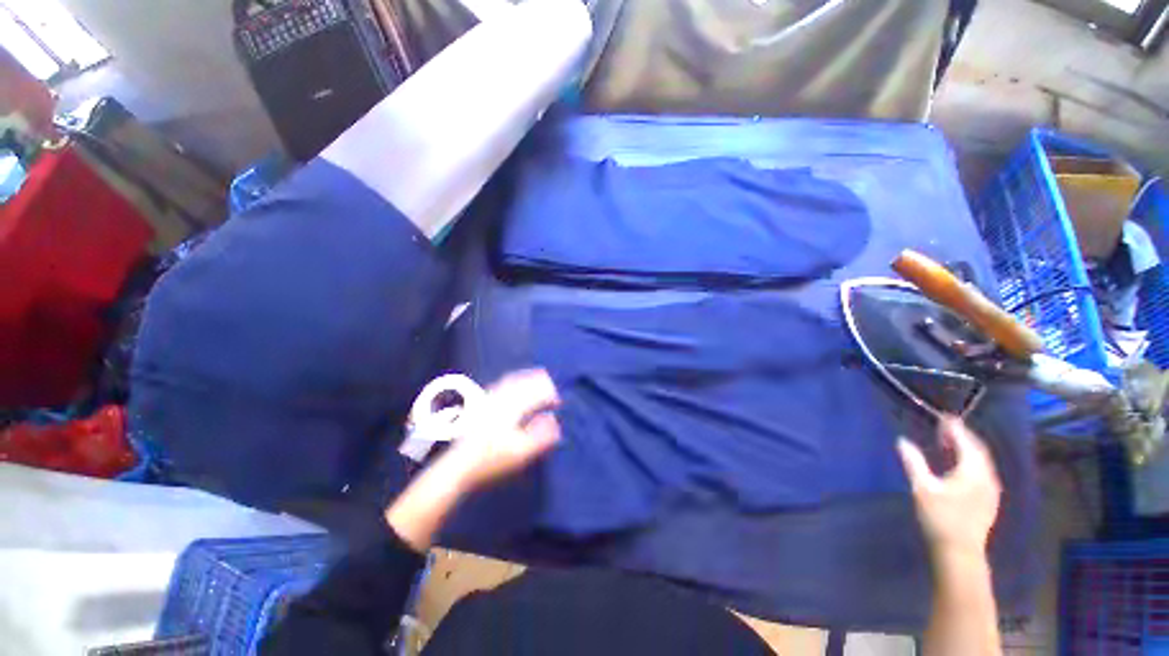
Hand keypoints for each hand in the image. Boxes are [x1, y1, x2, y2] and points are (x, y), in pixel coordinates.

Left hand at [439, 369, 561, 493]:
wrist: (457, 465)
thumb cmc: (491, 460)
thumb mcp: (521, 452)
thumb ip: (541, 436)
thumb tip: (554, 420)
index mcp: (513, 407)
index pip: (536, 393)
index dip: (550, 395)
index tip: (557, 403)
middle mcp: (501, 398)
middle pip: (524, 382)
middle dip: (539, 382)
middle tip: (550, 387)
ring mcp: (488, 399)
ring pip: (511, 380)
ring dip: (526, 378)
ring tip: (535, 379)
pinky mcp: (479, 405)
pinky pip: (499, 384)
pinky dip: (512, 381)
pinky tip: (510, 386)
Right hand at [898, 416, 1001, 560]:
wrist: (960, 552)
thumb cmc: (940, 517)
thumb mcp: (922, 488)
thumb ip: (914, 462)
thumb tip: (902, 441)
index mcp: (972, 472)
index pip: (966, 443)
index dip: (956, 428)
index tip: (945, 417)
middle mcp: (987, 477)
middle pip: (978, 451)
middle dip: (963, 437)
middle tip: (947, 427)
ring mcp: (990, 490)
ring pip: (982, 463)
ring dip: (967, 450)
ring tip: (951, 444)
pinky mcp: (988, 500)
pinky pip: (982, 472)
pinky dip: (971, 462)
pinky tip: (960, 467)